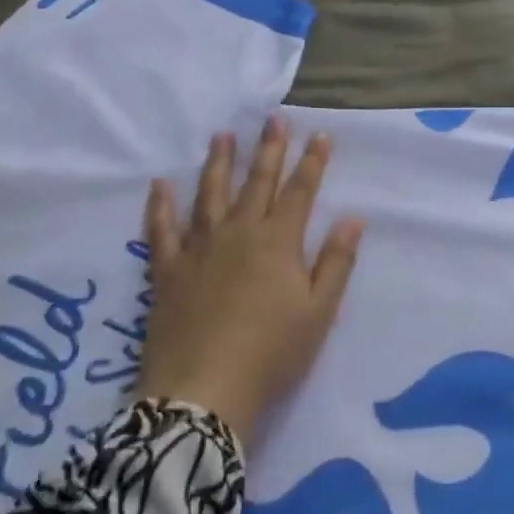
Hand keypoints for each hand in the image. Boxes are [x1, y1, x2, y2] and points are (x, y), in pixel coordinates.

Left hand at [139, 117, 364, 442]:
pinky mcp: (166, 271)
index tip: (320, 135)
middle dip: (269, 150)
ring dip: (219, 163)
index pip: (300, 192)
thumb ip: (336, 262)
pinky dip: (160, 206)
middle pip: (257, 184)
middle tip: (273, 121)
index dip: (312, 162)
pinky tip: (160, 185)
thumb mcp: (319, 312)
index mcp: (278, 242)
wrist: (203, 392)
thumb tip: (353, 218)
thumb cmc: (272, 353)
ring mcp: (198, 249)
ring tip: (223, 136)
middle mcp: (238, 234)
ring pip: (210, 195)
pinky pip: (161, 230)